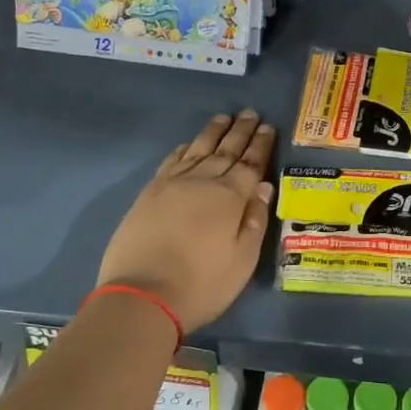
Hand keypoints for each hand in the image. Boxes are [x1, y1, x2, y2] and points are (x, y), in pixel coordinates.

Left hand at [98, 111, 276, 331]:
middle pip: (226, 150)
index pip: (251, 163)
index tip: (267, 127)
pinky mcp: (149, 194)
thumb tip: (263, 187)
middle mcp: (203, 181)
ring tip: (223, 118)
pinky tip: (188, 144)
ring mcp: (172, 185)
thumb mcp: (242, 260)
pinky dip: (183, 150)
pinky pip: (171, 162)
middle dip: (240, 131)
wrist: (142, 296)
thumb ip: (255, 221)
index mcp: (231, 197)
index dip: (260, 145)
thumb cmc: (202, 284)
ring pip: (197, 150)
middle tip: (250, 113)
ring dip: (212, 133)